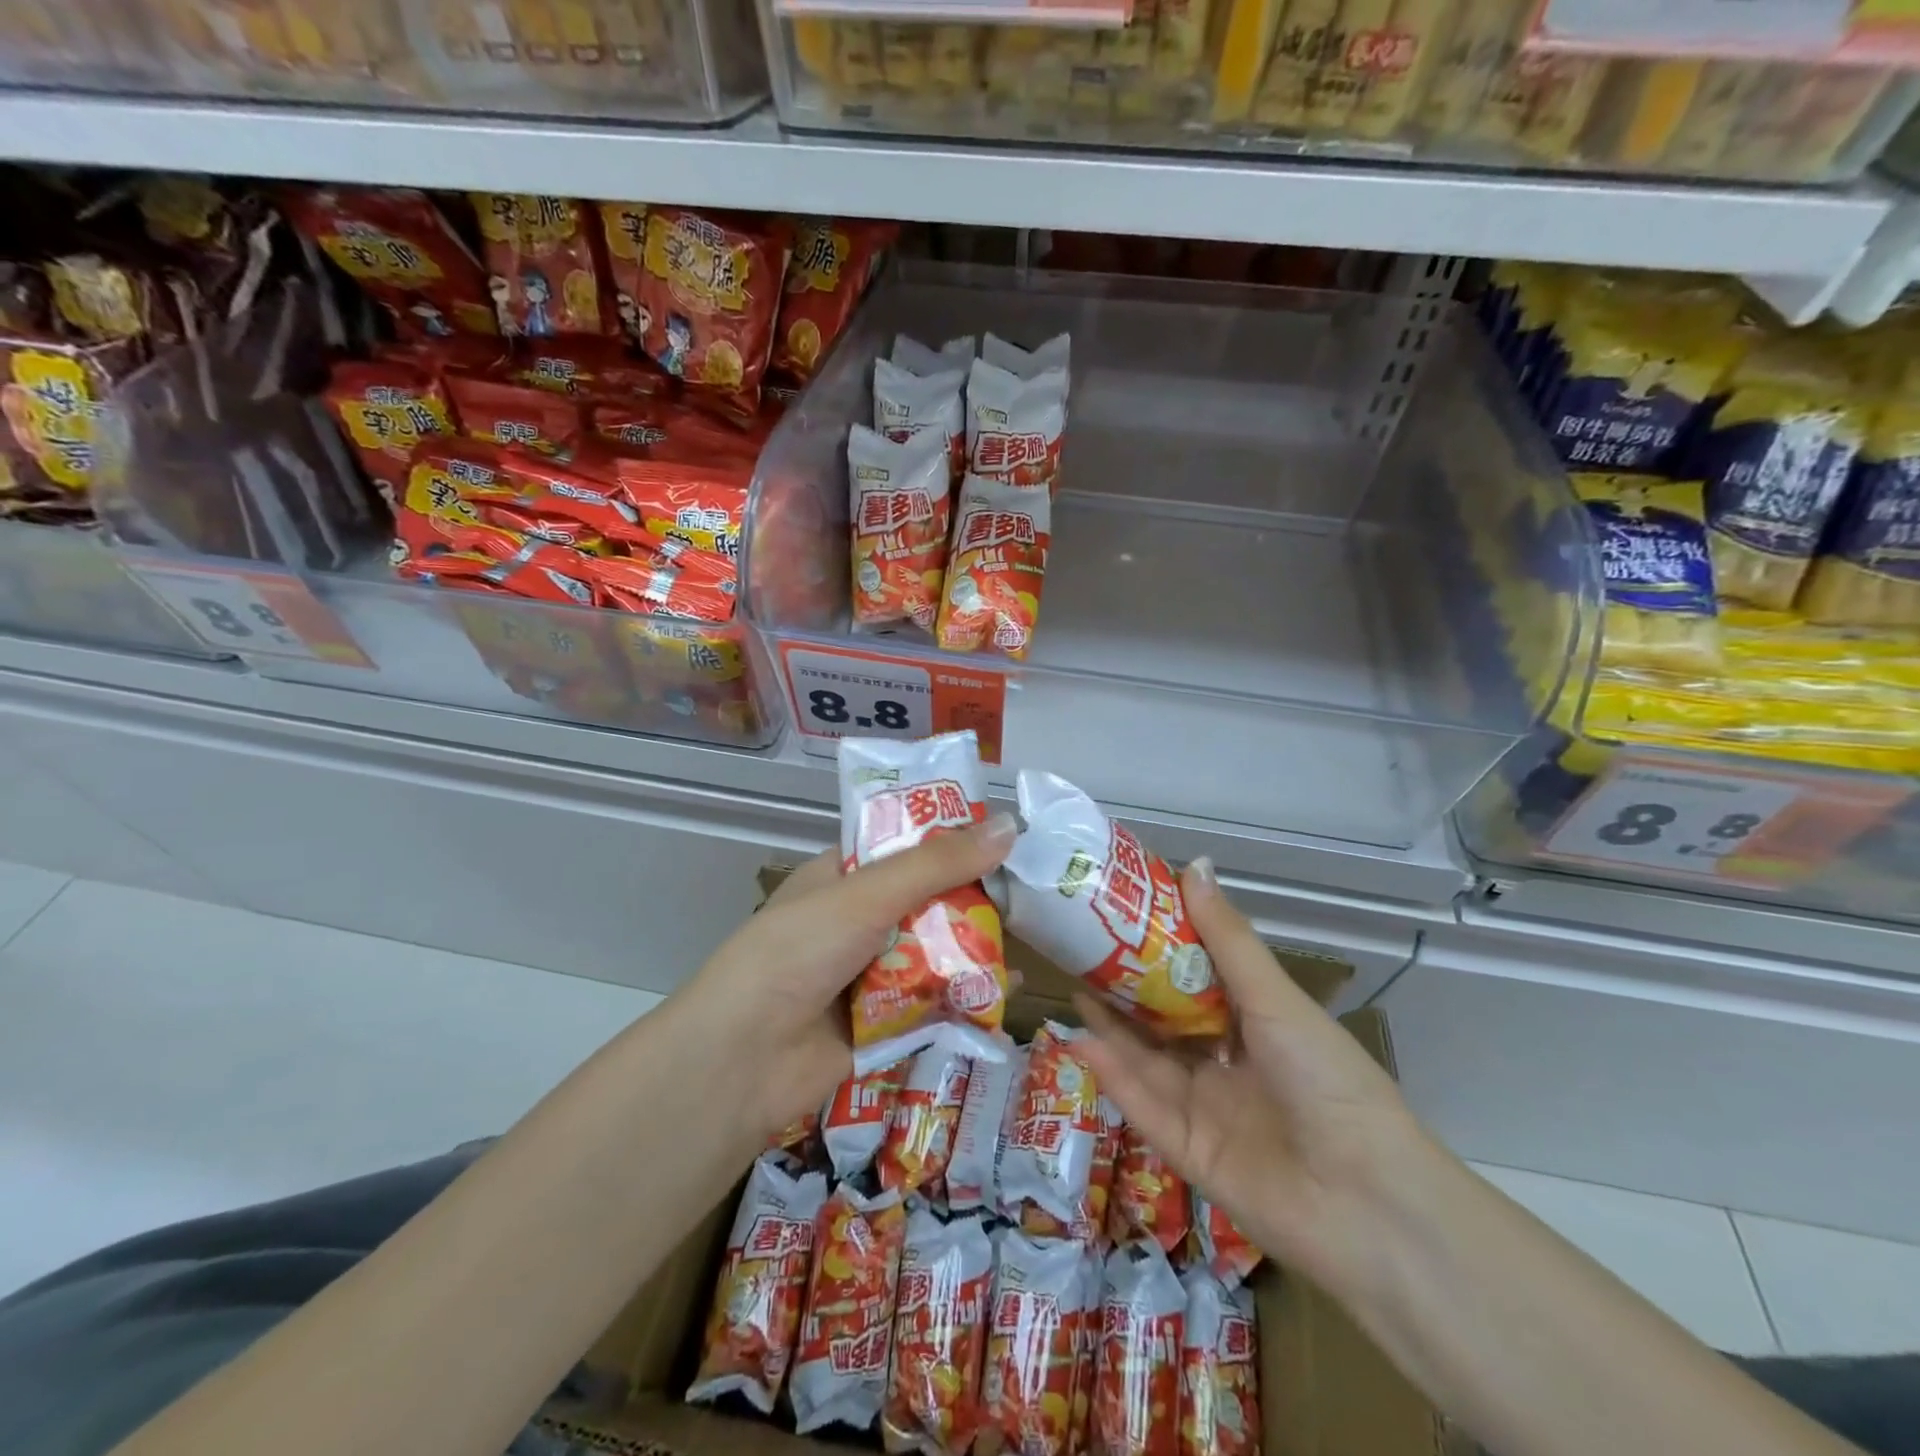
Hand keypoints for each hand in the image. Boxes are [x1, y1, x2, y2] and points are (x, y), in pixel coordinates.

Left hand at [670, 815, 1016, 1145]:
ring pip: (935, 952)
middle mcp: (856, 921)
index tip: (1006, 837)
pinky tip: (1010, 990)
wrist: (743, 1061)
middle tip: (1031, 890)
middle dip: (974, 898)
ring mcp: (869, 974)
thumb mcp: (867, 895)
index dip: (951, 841)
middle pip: (927, 902)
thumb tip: (1010, 826)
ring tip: (1035, 933)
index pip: (905, 848)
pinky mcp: (884, 1024)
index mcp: (842, 878)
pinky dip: (969, 996)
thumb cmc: (798, 952)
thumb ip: (938, 865)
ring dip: (976, 947)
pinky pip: (936, 1002)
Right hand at [1074, 858, 1426, 1295]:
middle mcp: (1227, 1063)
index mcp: (1256, 1025)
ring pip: (1147, 1060)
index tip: (1121, 914)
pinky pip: (1142, 1106)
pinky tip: (1081, 1041)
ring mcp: (1205, 1109)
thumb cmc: (1327, 1080)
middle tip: (1080, 950)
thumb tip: (1193, 864)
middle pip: (1164, 1020)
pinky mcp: (1185, 1152)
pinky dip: (1112, 1075)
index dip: (1159, 948)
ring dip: (1110, 1027)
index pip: (1196, 980)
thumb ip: (1227, 938)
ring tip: (1071, 987)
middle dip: (1124, 987)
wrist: (1366, 1202)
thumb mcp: (1275, 999)